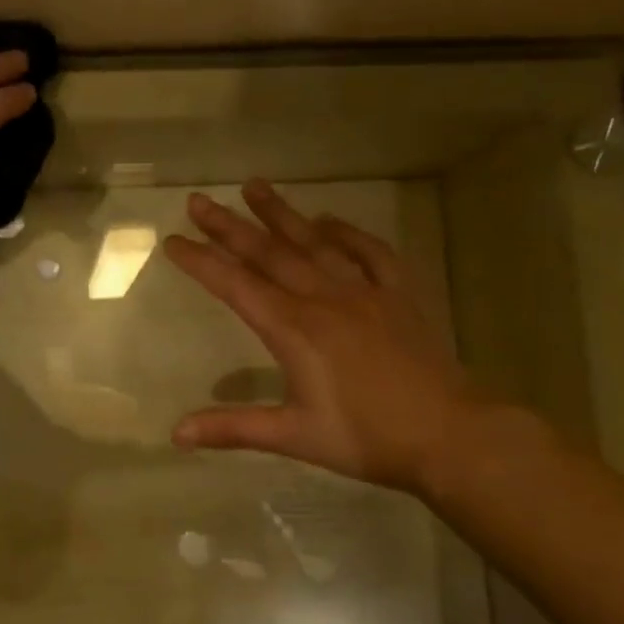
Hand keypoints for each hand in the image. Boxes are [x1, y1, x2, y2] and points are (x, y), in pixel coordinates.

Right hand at [163, 179, 488, 494]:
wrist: (450, 435)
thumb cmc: (366, 438)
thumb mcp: (294, 436)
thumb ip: (233, 428)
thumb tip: (176, 433)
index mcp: (294, 329)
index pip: (236, 286)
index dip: (201, 262)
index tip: (173, 240)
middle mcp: (324, 298)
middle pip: (269, 254)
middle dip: (229, 226)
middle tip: (198, 200)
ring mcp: (365, 292)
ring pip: (314, 243)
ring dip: (281, 214)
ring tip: (254, 186)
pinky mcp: (399, 296)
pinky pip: (371, 253)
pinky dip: (348, 233)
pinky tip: (329, 220)